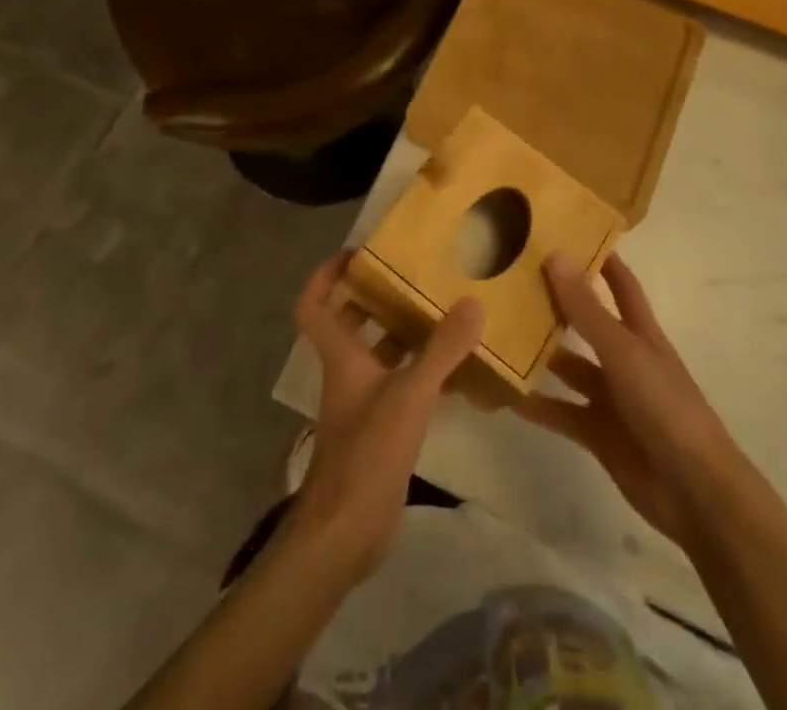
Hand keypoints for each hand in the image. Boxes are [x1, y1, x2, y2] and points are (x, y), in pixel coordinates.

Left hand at [287, 253, 484, 581]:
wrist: (347, 533)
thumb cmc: (367, 452)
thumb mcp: (409, 395)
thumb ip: (442, 350)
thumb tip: (473, 304)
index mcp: (341, 356)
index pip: (314, 305)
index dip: (324, 275)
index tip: (355, 253)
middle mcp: (347, 373)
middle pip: (349, 324)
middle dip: (374, 297)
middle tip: (411, 275)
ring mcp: (362, 404)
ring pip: (378, 355)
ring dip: (403, 334)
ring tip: (441, 311)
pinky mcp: (380, 431)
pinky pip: (400, 387)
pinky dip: (422, 374)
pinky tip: (456, 371)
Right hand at [518, 253, 750, 550]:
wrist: (694, 492)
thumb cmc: (665, 407)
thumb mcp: (622, 352)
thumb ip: (586, 309)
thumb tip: (555, 254)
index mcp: (641, 333)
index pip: (621, 284)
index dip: (601, 258)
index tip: (569, 232)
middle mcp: (625, 359)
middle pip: (588, 323)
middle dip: (557, 303)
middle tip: (513, 280)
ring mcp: (612, 398)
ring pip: (570, 367)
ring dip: (541, 354)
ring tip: (499, 333)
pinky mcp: (598, 434)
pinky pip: (561, 412)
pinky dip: (537, 406)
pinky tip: (504, 395)